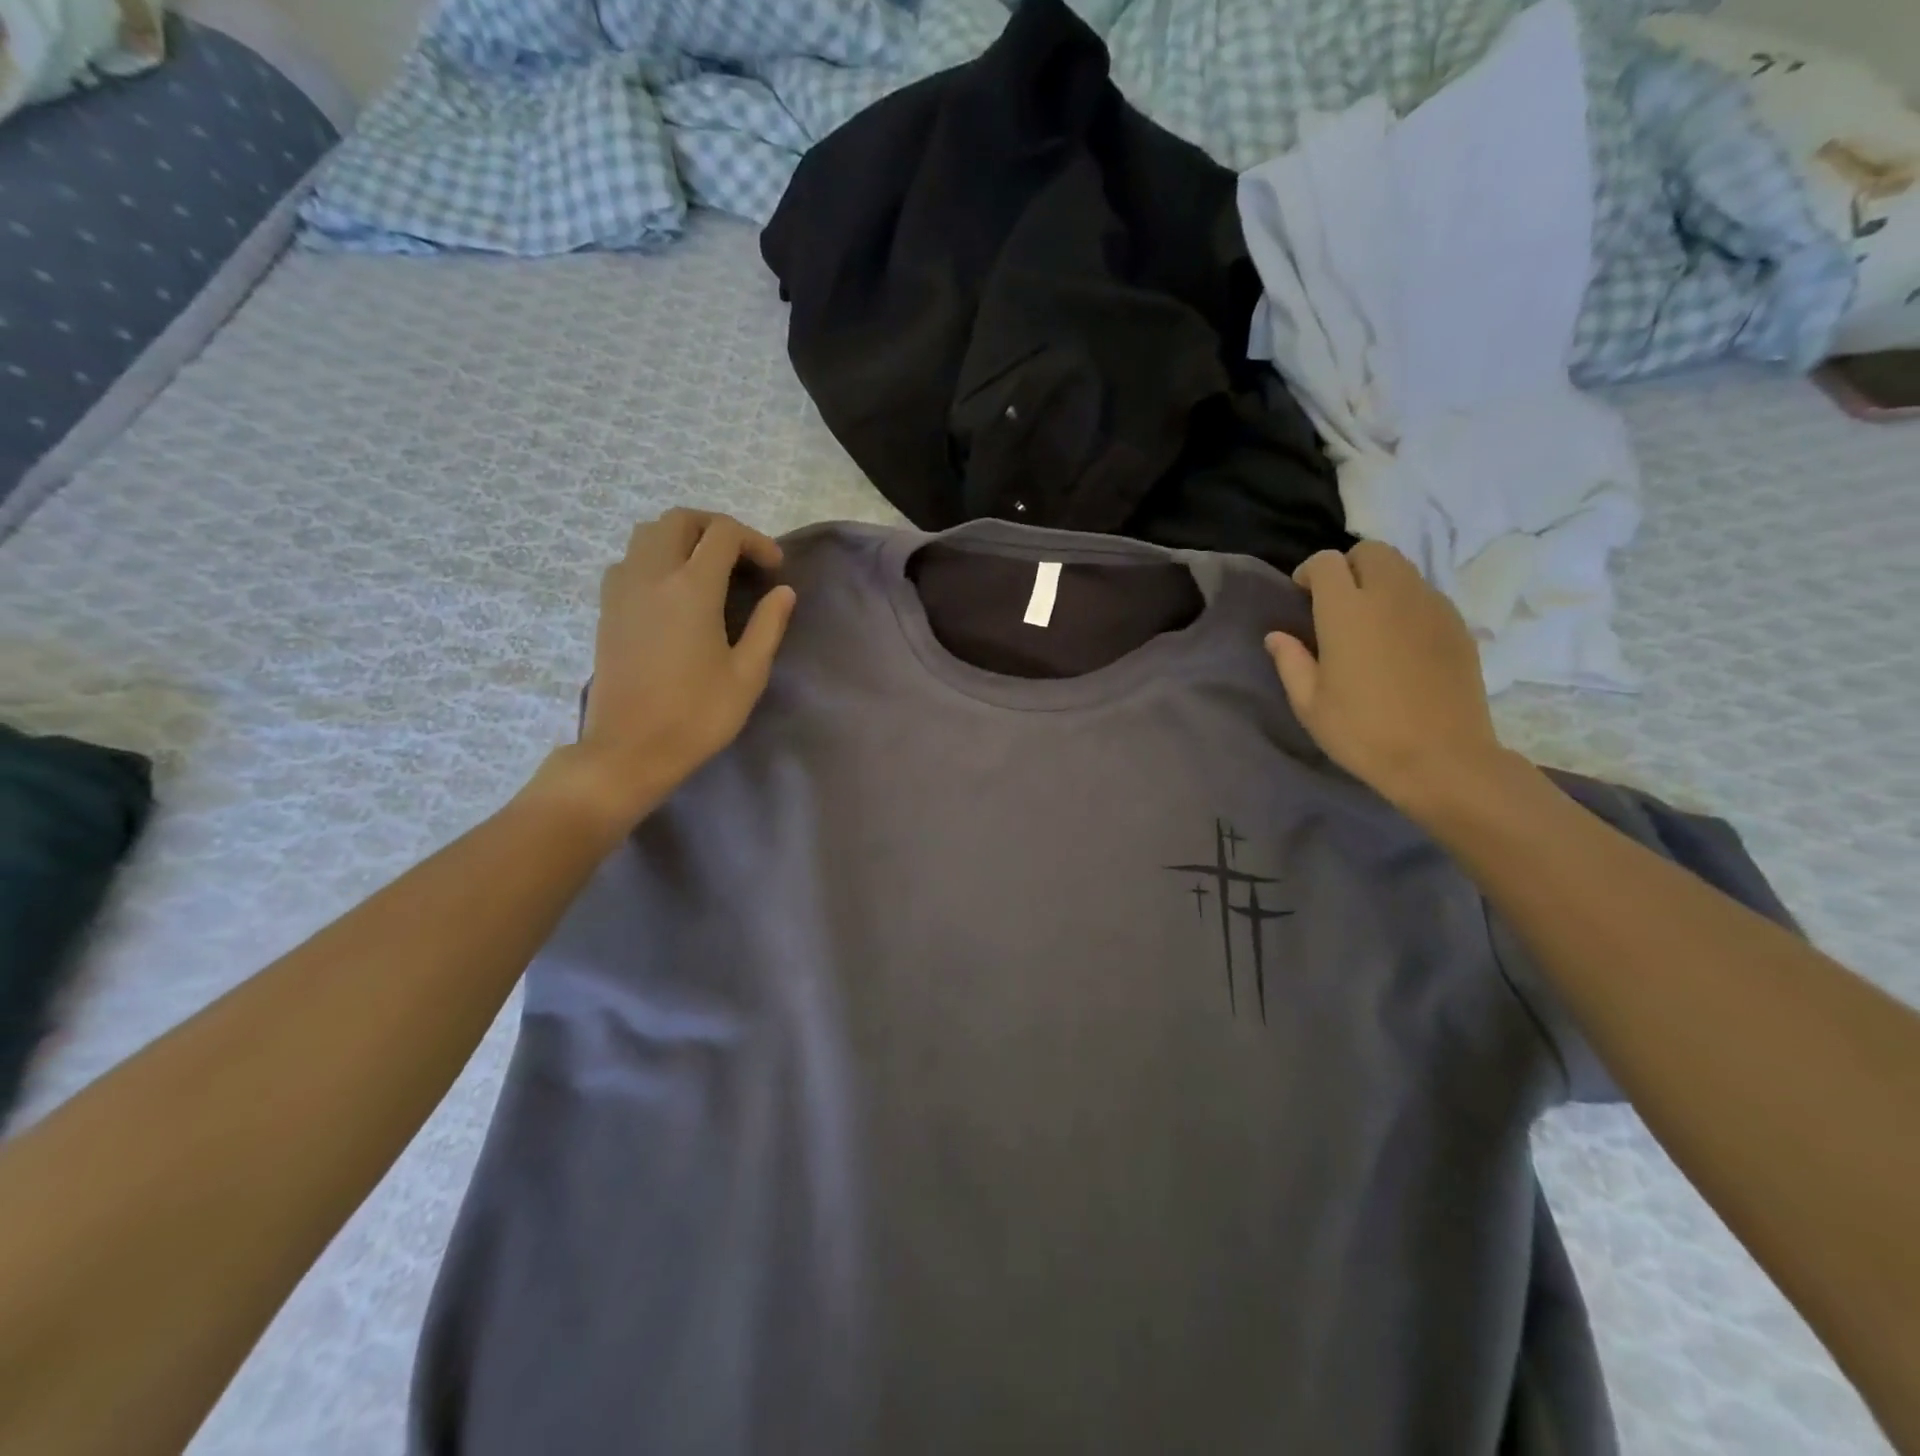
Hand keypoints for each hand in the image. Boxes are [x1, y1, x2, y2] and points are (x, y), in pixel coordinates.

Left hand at [537, 510, 796, 832]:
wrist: (629, 749)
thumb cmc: (697, 716)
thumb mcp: (747, 675)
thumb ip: (768, 626)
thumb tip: (783, 593)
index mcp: (691, 589)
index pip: (723, 534)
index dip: (755, 541)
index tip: (774, 570)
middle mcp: (652, 576)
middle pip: (680, 519)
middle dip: (716, 527)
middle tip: (741, 558)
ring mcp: (622, 589)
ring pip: (648, 533)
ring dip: (682, 538)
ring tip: (708, 569)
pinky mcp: (607, 608)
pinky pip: (629, 559)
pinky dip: (655, 558)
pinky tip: (674, 591)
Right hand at [1265, 542, 1512, 818]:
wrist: (1441, 758)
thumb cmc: (1362, 732)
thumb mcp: (1309, 704)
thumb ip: (1290, 661)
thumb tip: (1277, 636)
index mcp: (1346, 611)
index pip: (1327, 562)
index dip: (1310, 573)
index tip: (1302, 597)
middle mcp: (1391, 595)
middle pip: (1371, 552)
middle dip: (1348, 567)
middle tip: (1336, 603)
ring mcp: (1430, 606)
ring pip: (1402, 569)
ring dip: (1379, 581)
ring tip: (1368, 620)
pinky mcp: (1457, 624)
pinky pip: (1425, 594)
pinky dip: (1406, 602)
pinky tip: (1399, 640)